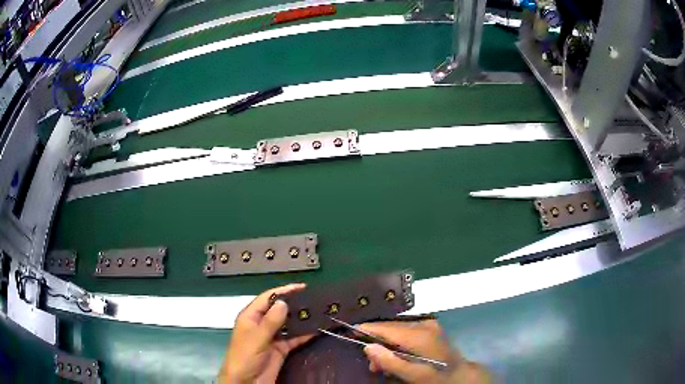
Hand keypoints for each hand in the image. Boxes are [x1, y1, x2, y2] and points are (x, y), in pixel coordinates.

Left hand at [218, 284, 313, 383]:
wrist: (246, 382)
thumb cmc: (245, 357)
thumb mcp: (256, 338)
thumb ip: (270, 321)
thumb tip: (283, 302)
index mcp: (251, 317)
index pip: (267, 298)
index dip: (283, 291)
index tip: (301, 287)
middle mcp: (262, 324)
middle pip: (279, 310)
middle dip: (295, 304)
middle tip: (314, 299)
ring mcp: (272, 337)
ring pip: (289, 324)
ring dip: (301, 319)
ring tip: (319, 311)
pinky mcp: (281, 349)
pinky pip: (294, 338)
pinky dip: (305, 334)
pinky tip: (317, 329)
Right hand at [360, 320, 490, 383]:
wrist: (459, 374)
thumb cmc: (435, 377)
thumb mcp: (412, 375)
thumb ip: (390, 361)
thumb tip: (368, 347)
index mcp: (420, 335)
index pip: (388, 328)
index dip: (369, 329)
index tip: (350, 330)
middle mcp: (424, 324)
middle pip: (391, 328)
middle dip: (377, 342)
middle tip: (371, 363)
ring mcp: (428, 324)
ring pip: (397, 329)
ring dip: (386, 344)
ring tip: (383, 366)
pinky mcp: (430, 327)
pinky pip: (405, 331)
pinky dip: (396, 343)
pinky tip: (396, 357)